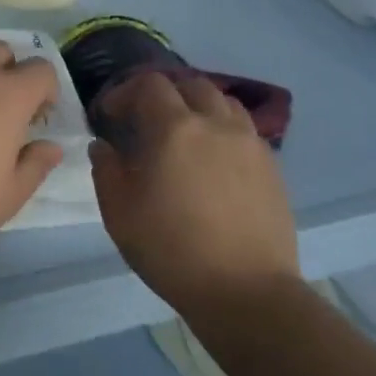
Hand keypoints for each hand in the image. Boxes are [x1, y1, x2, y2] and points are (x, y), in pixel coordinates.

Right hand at [91, 71, 298, 314]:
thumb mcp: (119, 213)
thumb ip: (106, 169)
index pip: (149, 85)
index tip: (111, 117)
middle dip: (163, 94)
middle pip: (190, 84)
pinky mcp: (271, 166)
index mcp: (174, 128)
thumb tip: (103, 145)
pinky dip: (223, 131)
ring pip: (223, 102)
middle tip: (146, 121)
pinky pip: (244, 130)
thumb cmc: (171, 250)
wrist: (245, 291)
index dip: (125, 93)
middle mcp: (215, 123)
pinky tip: (214, 162)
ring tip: (184, 135)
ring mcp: (249, 142)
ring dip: (198, 107)